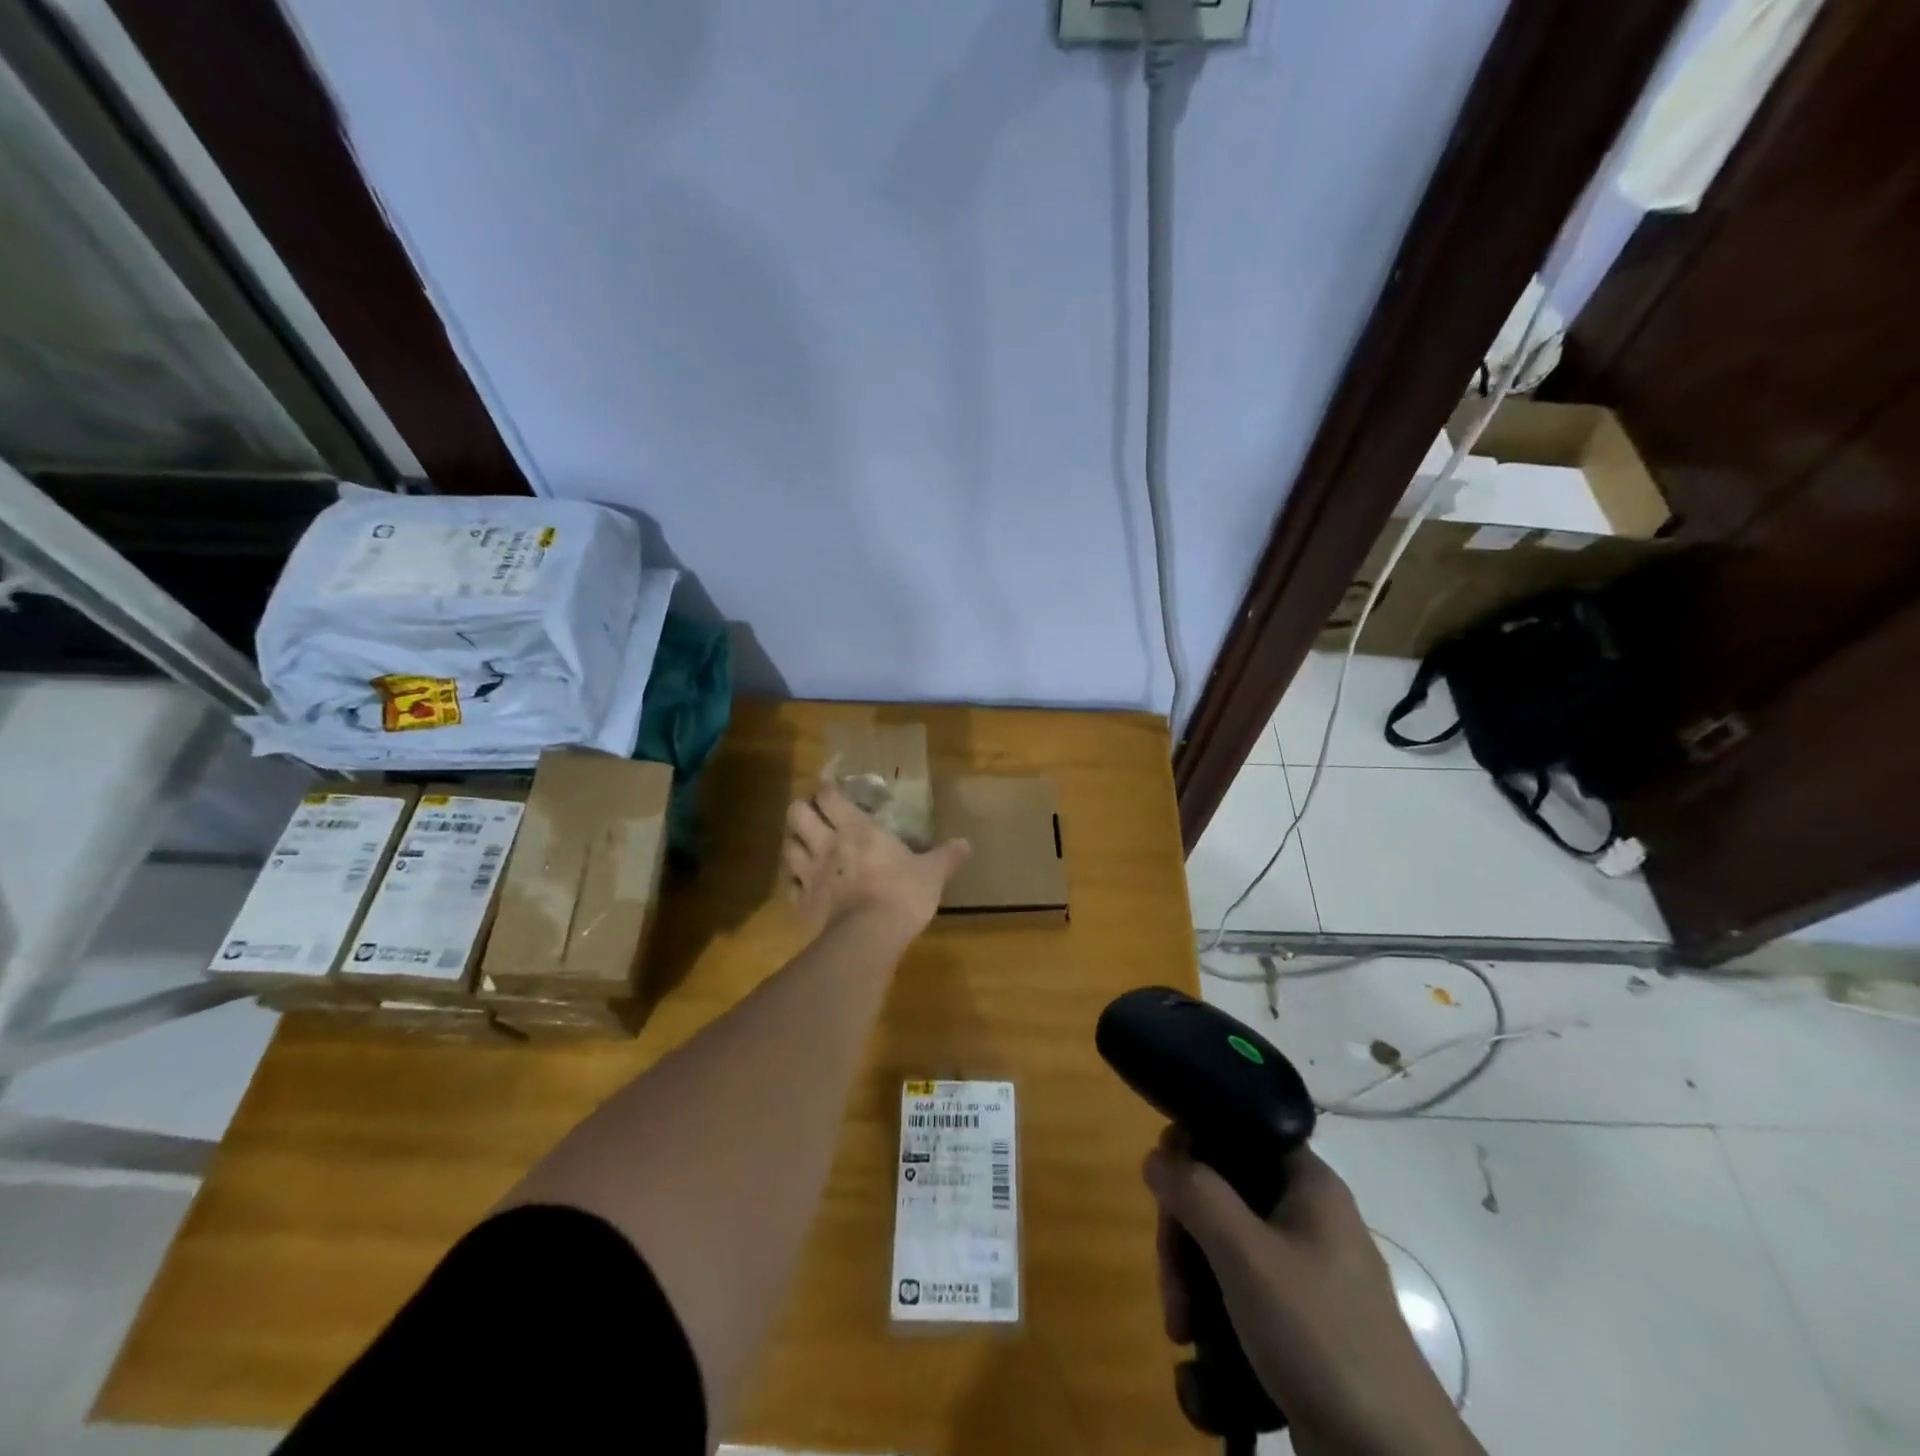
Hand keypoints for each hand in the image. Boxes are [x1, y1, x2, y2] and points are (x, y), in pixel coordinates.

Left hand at [783, 784, 970, 935]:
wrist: (869, 938)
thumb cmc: (902, 894)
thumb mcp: (932, 874)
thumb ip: (946, 856)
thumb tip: (966, 843)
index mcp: (856, 829)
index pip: (827, 795)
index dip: (826, 790)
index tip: (833, 792)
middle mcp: (827, 845)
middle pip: (796, 813)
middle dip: (802, 810)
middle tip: (816, 816)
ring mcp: (810, 874)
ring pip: (788, 846)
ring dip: (795, 843)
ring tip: (807, 847)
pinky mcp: (802, 903)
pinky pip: (790, 886)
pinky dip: (795, 882)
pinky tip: (806, 885)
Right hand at [1146, 1132, 1482, 1455]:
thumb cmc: (1320, 1337)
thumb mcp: (1247, 1256)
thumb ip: (1196, 1194)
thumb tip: (1156, 1155)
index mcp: (1307, 1184)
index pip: (1239, 1132)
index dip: (1194, 1146)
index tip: (1163, 1182)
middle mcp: (1306, 1218)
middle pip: (1221, 1195)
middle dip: (1184, 1238)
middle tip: (1173, 1289)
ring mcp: (1303, 1273)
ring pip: (1223, 1248)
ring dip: (1191, 1285)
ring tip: (1182, 1333)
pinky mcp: (1297, 1323)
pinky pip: (1239, 1294)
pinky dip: (1213, 1316)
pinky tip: (1199, 1358)